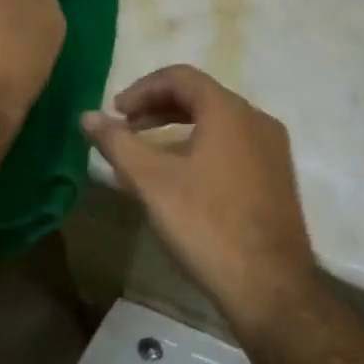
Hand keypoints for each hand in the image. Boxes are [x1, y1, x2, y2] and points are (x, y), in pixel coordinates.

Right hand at [83, 66, 315, 331]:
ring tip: (148, 152)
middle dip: (158, 107)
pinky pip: (234, 146)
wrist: (269, 285)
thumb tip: (87, 116)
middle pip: (201, 97)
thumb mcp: (151, 182)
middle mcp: (257, 121)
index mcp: (229, 111)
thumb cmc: (206, 224)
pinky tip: (183, 178)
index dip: (142, 88)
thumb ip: (117, 143)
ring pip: (219, 123)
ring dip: (179, 128)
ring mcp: (273, 150)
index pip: (181, 77)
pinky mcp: (277, 178)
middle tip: (126, 128)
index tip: (115, 112)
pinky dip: (202, 146)